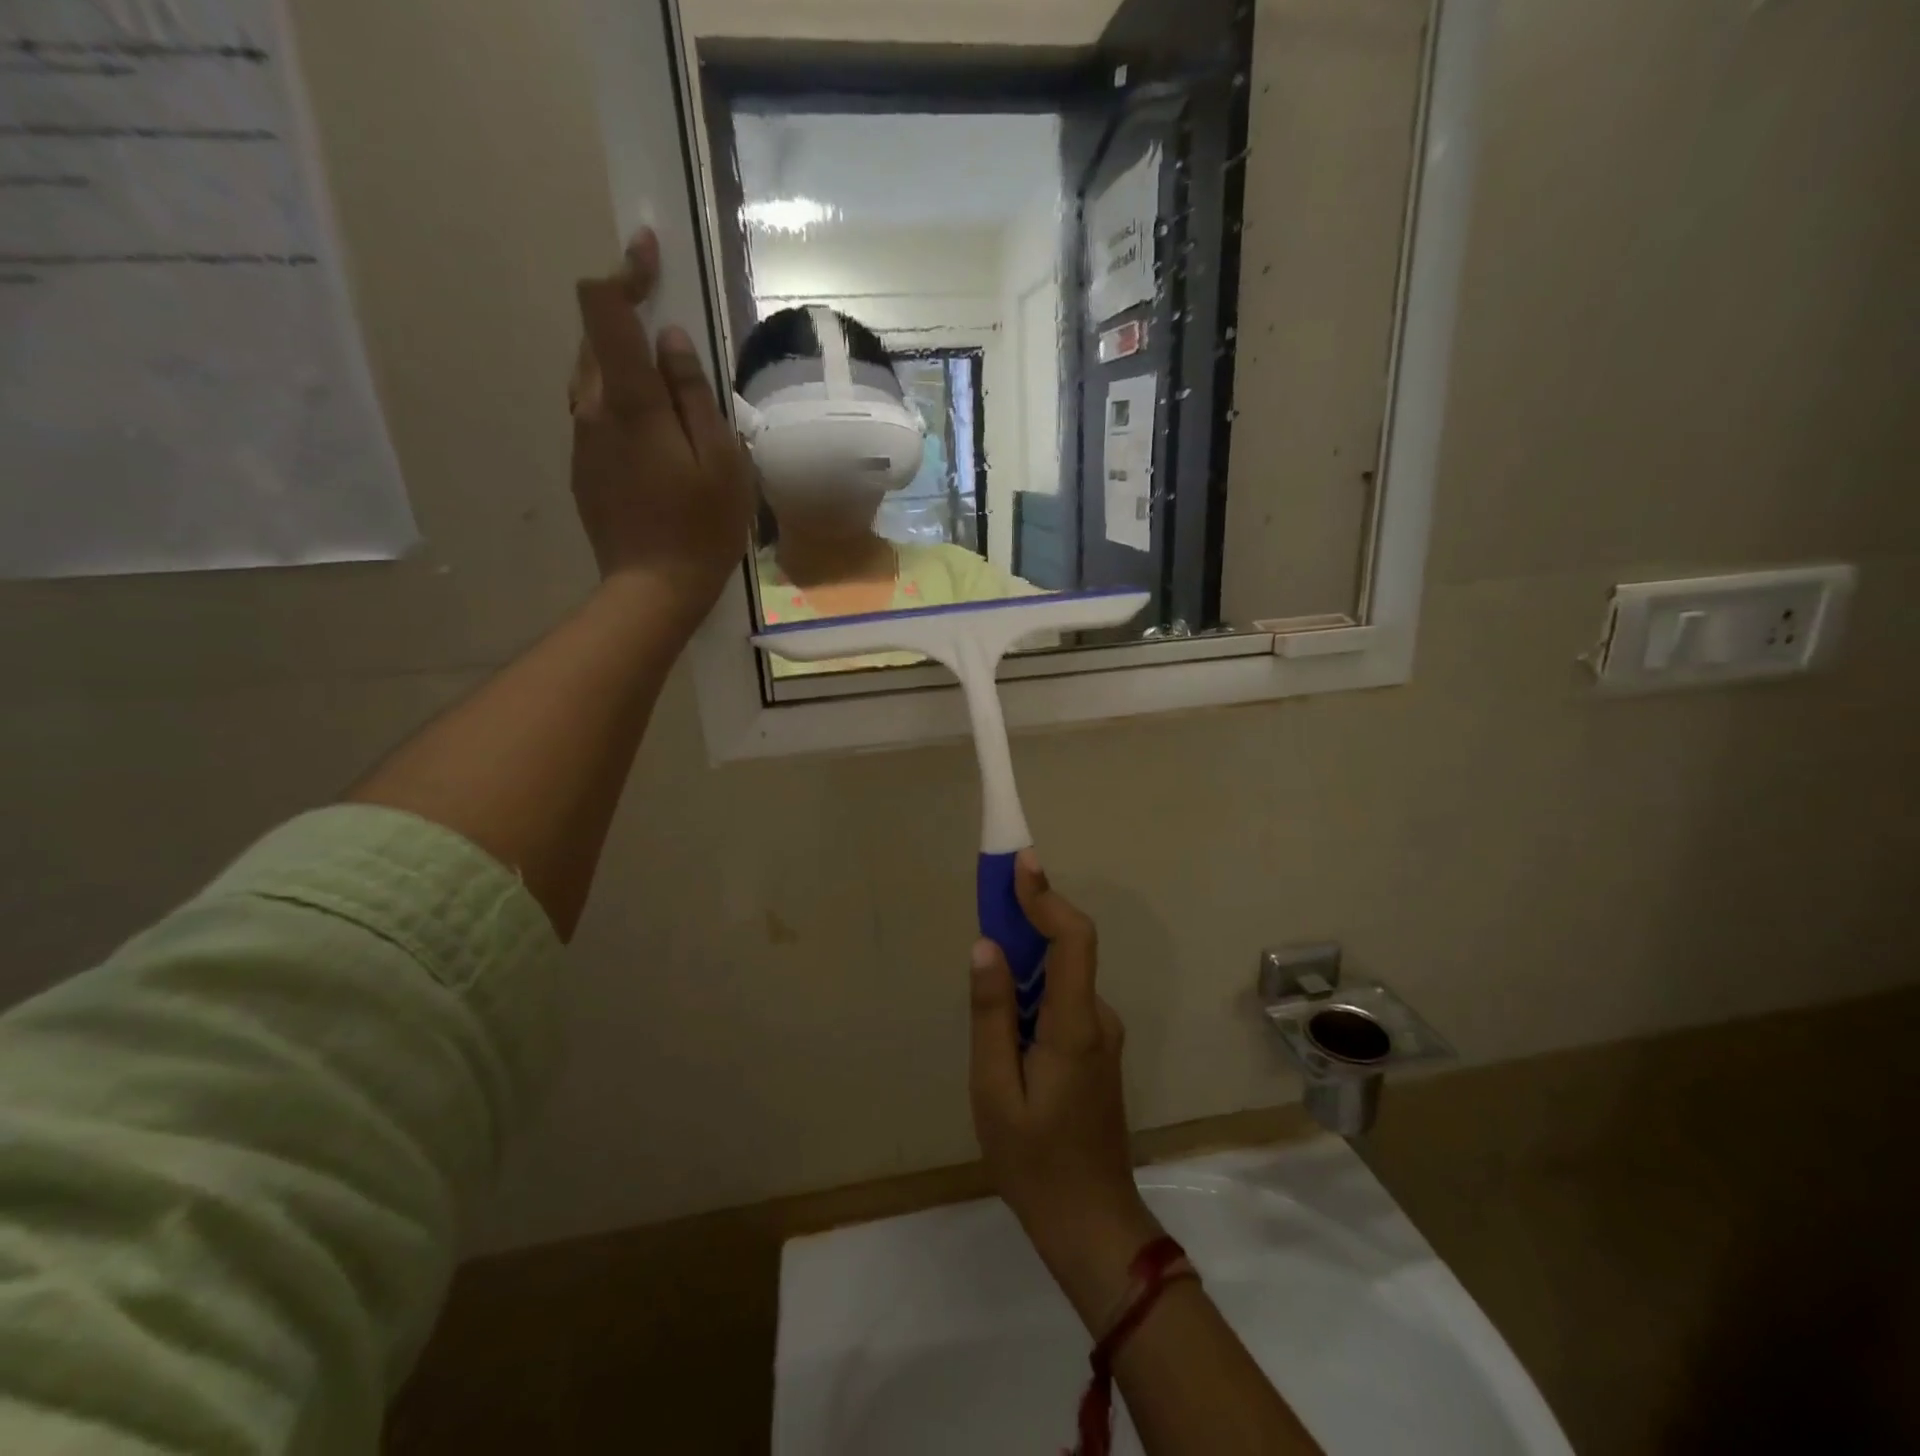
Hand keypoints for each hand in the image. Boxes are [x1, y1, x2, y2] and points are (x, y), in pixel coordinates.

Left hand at [570, 229, 753, 632]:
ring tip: (673, 398)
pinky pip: (598, 416)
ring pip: (594, 378)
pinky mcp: (583, 468)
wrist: (652, 590)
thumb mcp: (721, 460)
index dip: (623, 270)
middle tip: (676, 341)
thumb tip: (670, 340)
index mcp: (629, 401)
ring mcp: (582, 440)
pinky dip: (623, 406)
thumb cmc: (701, 527)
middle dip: (630, 321)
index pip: (603, 308)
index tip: (648, 253)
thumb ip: (693, 394)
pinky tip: (658, 441)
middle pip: (595, 339)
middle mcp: (591, 409)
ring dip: (627, 367)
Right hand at [969, 853, 1163, 1329]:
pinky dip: (1036, 989)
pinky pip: (1064, 1000)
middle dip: (1029, 917)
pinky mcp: (1097, 1051)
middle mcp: (1098, 1018)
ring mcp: (1102, 1035)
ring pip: (1063, 977)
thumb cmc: (1034, 1162)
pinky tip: (1007, 1022)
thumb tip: (985, 947)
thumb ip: (991, 1015)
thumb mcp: (994, 1091)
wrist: (1092, 1223)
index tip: (1020, 864)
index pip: (1072, 939)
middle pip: (1068, 949)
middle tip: (988, 901)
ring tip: (987, 969)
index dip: (1047, 897)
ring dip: (1028, 958)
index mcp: (1075, 1025)